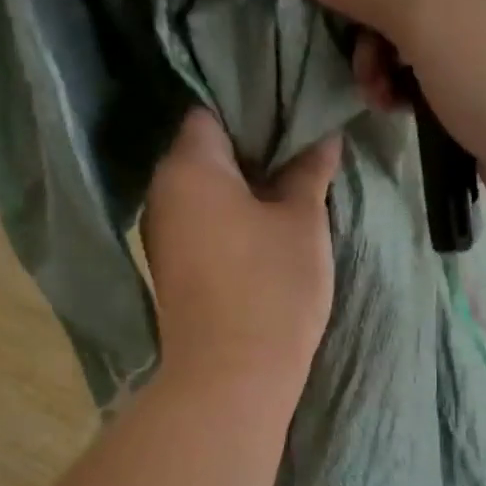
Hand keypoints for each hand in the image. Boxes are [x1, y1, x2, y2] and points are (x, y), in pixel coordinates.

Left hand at [141, 110, 341, 402]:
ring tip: (289, 192)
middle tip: (301, 154)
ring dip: (243, 189)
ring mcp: (162, 235)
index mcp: (188, 167)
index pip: (212, 111)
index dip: (254, 109)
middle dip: (252, 151)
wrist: (233, 376)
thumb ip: (309, 172)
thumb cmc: (272, 287)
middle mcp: (162, 193)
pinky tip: (265, 232)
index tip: (293, 117)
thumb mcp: (302, 222)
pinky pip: (202, 226)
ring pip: (205, 194)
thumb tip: (323, 136)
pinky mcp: (172, 271)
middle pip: (205, 153)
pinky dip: (230, 221)